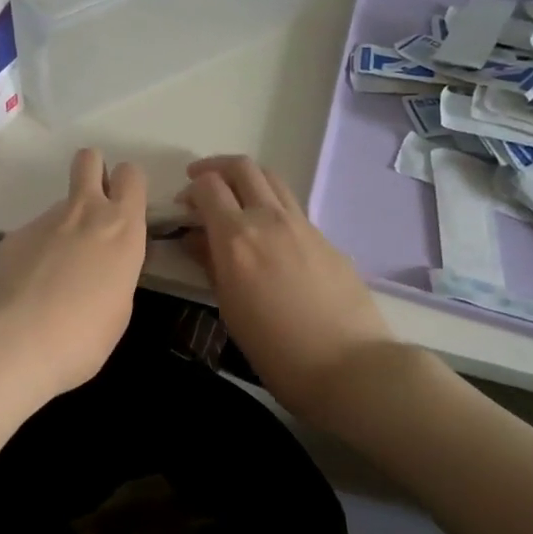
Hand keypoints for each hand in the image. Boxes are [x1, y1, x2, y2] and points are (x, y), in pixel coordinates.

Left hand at [0, 148, 147, 400]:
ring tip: (53, 275)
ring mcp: (43, 220)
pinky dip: (35, 252)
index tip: (125, 209)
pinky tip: (27, 287)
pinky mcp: (12, 236)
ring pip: (60, 205)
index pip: (132, 176)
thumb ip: (115, 272)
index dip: (128, 186)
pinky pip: (33, 234)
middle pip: (89, 160)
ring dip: (63, 226)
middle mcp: (84, 212)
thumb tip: (101, 263)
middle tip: (93, 211)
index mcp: (122, 229)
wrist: (12, 341)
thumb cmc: (82, 337)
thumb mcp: (119, 309)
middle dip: (93, 172)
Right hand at [180, 155, 392, 424]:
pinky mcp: (325, 237)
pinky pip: (291, 205)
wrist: (349, 365)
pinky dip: (270, 203)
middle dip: (215, 168)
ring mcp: (302, 224)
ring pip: (271, 178)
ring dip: (246, 178)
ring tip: (234, 198)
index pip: (208, 186)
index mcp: (237, 237)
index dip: (191, 189)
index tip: (183, 207)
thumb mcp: (230, 309)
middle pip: (241, 168)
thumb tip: (195, 238)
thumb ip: (210, 264)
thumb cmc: (276, 349)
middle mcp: (269, 219)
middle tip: (201, 185)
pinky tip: (267, 233)